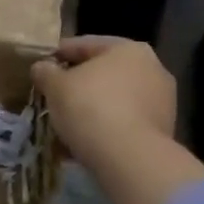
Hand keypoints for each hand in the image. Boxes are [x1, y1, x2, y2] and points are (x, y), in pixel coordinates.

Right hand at [32, 37, 177, 166]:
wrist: (130, 158)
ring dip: (91, 107)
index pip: (84, 45)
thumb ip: (45, 72)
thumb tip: (42, 67)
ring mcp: (162, 100)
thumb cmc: (90, 108)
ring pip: (115, 98)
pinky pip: (125, 121)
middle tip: (53, 95)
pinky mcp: (163, 129)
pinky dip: (106, 126)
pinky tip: (84, 140)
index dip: (57, 54)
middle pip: (103, 72)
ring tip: (66, 122)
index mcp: (127, 49)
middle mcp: (152, 68)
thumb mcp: (55, 86)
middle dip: (78, 84)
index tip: (40, 67)